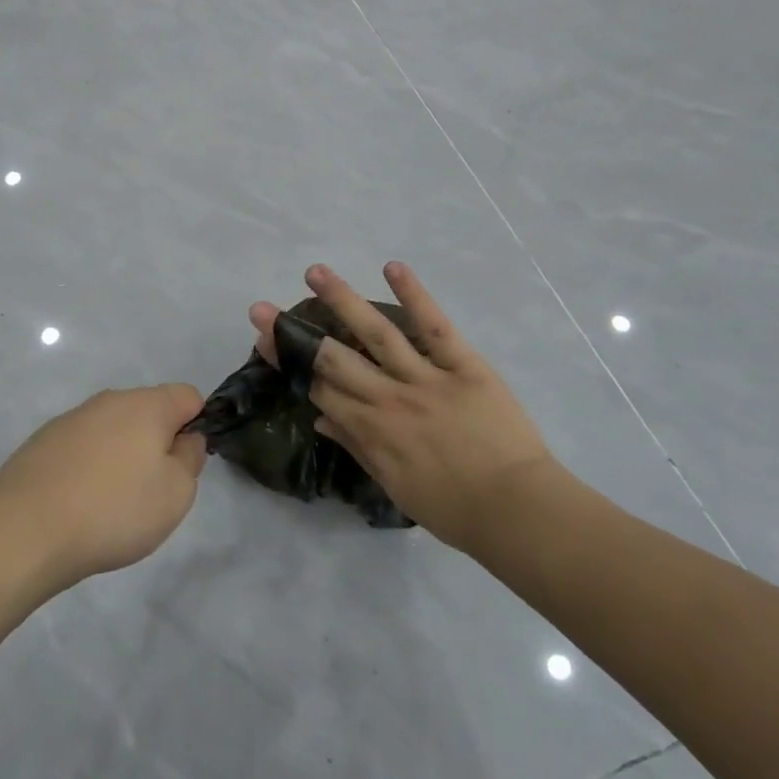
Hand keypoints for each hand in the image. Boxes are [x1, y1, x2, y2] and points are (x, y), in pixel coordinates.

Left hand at [0, 384, 207, 590]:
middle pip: (148, 412)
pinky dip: (88, 467)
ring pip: (113, 429)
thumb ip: (190, 459)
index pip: (187, 396)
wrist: (25, 530)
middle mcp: (109, 400)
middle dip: (156, 444)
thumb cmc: (113, 510)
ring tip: (111, 504)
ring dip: (121, 456)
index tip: (184, 465)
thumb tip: (184, 439)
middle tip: (151, 492)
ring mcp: (72, 418)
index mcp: (146, 405)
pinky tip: (78, 504)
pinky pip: (82, 447)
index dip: (196, 426)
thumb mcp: (176, 494)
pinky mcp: (43, 440)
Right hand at [251, 263, 552, 553]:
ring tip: (315, 272)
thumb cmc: (454, 507)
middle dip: (293, 333)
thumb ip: (356, 446)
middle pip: (332, 358)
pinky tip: (392, 267)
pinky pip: (434, 326)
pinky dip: (414, 295)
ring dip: (342, 300)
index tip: (265, 339)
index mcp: (370, 429)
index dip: (289, 362)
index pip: (319, 387)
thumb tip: (318, 415)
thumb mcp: (395, 485)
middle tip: (262, 308)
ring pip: (375, 332)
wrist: (517, 510)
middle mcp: (388, 398)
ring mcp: (424, 378)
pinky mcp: (462, 365)